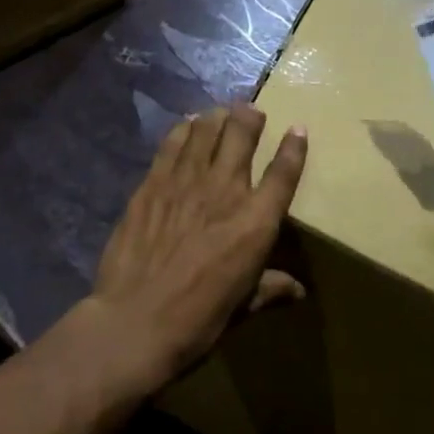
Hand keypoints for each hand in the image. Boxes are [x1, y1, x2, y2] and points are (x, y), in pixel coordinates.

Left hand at [89, 105, 307, 391]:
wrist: (134, 322)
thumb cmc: (197, 322)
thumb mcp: (242, 308)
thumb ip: (269, 289)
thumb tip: (298, 290)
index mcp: (254, 223)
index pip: (282, 174)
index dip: (294, 148)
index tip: (298, 129)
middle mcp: (225, 190)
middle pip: (241, 135)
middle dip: (249, 117)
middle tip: (251, 111)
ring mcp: (186, 181)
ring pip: (207, 130)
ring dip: (217, 117)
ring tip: (221, 112)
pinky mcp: (154, 182)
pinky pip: (172, 143)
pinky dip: (183, 129)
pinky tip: (186, 124)